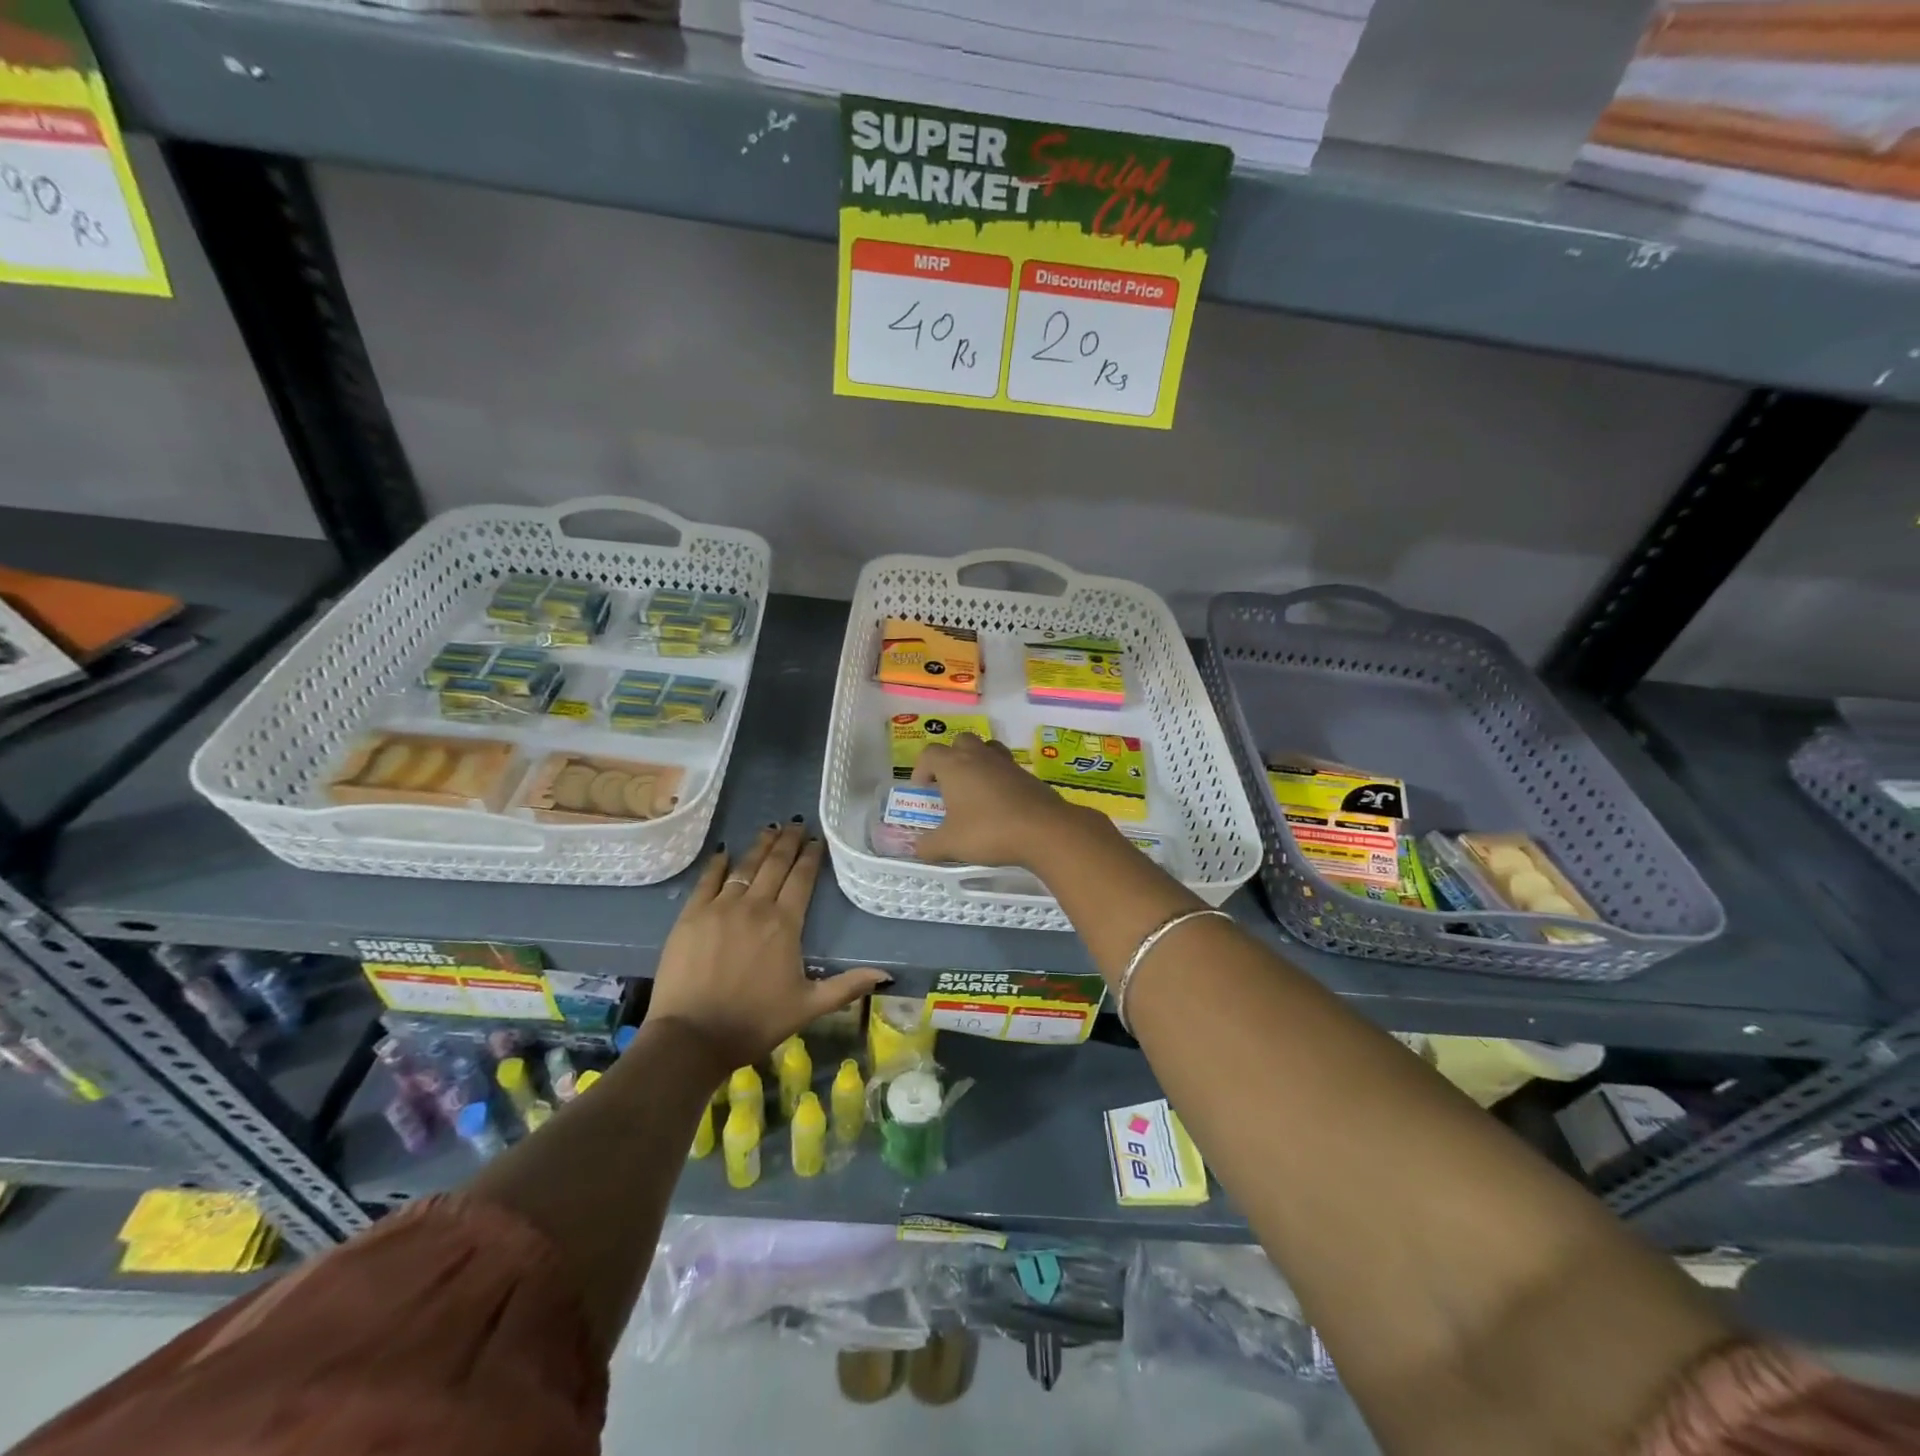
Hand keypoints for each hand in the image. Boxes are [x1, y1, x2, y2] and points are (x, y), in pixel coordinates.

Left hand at [646, 823, 888, 1072]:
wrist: (692, 1037)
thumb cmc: (755, 1022)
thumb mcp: (808, 1007)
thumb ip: (847, 986)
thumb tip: (886, 975)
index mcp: (785, 924)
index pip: (802, 879)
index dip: (811, 856)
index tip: (817, 839)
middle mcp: (755, 906)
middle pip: (775, 865)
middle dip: (788, 842)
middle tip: (796, 823)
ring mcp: (720, 908)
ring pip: (744, 867)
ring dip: (759, 847)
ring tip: (769, 829)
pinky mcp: (691, 916)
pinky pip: (707, 881)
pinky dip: (717, 864)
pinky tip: (724, 852)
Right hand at [911, 732, 1100, 869]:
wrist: (1044, 830)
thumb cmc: (989, 831)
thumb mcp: (951, 844)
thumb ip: (928, 845)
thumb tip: (917, 848)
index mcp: (954, 765)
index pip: (930, 753)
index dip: (921, 769)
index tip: (923, 790)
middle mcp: (979, 756)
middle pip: (960, 742)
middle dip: (951, 759)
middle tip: (949, 785)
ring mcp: (1006, 763)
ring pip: (987, 749)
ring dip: (977, 763)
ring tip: (975, 789)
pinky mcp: (1028, 775)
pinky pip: (1006, 768)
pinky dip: (999, 779)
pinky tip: (1000, 804)